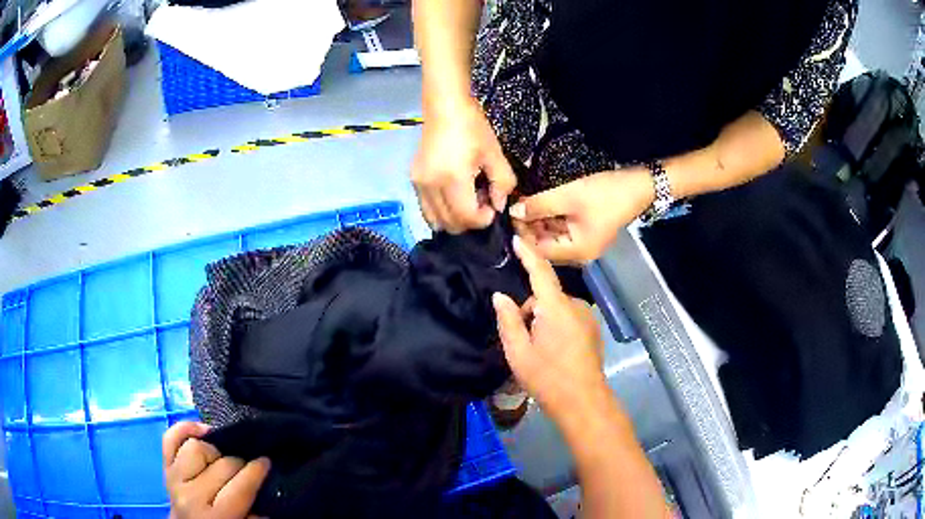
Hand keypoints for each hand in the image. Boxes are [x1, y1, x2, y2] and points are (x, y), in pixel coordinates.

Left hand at [163, 422, 270, 518]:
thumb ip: (256, 512)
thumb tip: (265, 485)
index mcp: (216, 516)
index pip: (240, 486)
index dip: (257, 470)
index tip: (267, 461)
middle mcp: (191, 496)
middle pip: (221, 464)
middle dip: (239, 462)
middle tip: (248, 466)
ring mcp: (174, 479)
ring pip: (196, 446)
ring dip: (213, 450)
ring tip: (222, 459)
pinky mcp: (164, 467)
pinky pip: (170, 438)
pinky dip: (185, 428)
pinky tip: (201, 431)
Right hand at [412, 96, 515, 232]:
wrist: (444, 107)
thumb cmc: (472, 127)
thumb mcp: (495, 153)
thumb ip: (502, 183)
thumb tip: (498, 205)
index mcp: (453, 178)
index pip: (466, 217)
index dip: (483, 220)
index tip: (492, 207)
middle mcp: (431, 186)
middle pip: (449, 223)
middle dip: (469, 220)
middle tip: (481, 201)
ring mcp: (419, 184)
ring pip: (435, 220)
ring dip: (454, 218)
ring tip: (467, 198)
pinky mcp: (414, 180)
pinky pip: (426, 208)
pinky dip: (442, 210)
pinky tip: (454, 193)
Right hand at [492, 236, 604, 422]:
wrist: (583, 402)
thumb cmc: (547, 378)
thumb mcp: (518, 352)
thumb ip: (508, 320)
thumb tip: (500, 296)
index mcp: (556, 308)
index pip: (540, 271)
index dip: (528, 253)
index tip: (516, 237)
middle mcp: (576, 306)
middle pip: (546, 295)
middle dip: (530, 309)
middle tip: (522, 339)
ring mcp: (587, 318)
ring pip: (557, 308)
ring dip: (544, 319)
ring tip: (538, 349)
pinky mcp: (592, 329)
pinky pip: (568, 317)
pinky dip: (557, 325)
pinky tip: (554, 350)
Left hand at [510, 168, 653, 263]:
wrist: (639, 186)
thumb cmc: (605, 194)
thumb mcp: (568, 197)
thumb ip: (539, 206)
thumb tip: (513, 212)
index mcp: (576, 253)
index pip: (539, 251)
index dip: (522, 236)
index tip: (508, 218)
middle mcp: (579, 255)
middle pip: (546, 245)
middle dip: (529, 228)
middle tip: (513, 208)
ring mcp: (584, 244)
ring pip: (553, 237)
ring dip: (538, 222)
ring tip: (522, 205)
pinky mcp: (588, 233)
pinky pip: (563, 230)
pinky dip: (551, 219)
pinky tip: (539, 206)